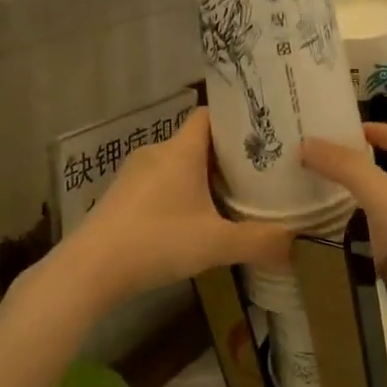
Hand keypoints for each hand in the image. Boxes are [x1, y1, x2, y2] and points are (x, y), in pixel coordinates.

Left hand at [53, 109, 291, 305]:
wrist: (88, 271)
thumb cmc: (156, 242)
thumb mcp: (216, 244)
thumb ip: (261, 242)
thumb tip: (298, 247)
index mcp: (181, 150)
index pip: (210, 115)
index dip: (236, 121)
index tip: (262, 136)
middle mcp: (156, 153)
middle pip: (197, 142)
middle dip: (226, 156)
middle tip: (258, 173)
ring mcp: (134, 175)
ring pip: (177, 164)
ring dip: (201, 178)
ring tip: (231, 198)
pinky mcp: (120, 197)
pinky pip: (159, 184)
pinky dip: (178, 194)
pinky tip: (191, 221)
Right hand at [302, 123, 386, 362]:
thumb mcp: (386, 198)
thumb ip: (348, 170)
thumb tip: (308, 142)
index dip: (382, 131)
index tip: (349, 131)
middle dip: (369, 175)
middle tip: (328, 175)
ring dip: (371, 217)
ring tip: (331, 217)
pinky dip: (379, 257)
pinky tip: (357, 264)